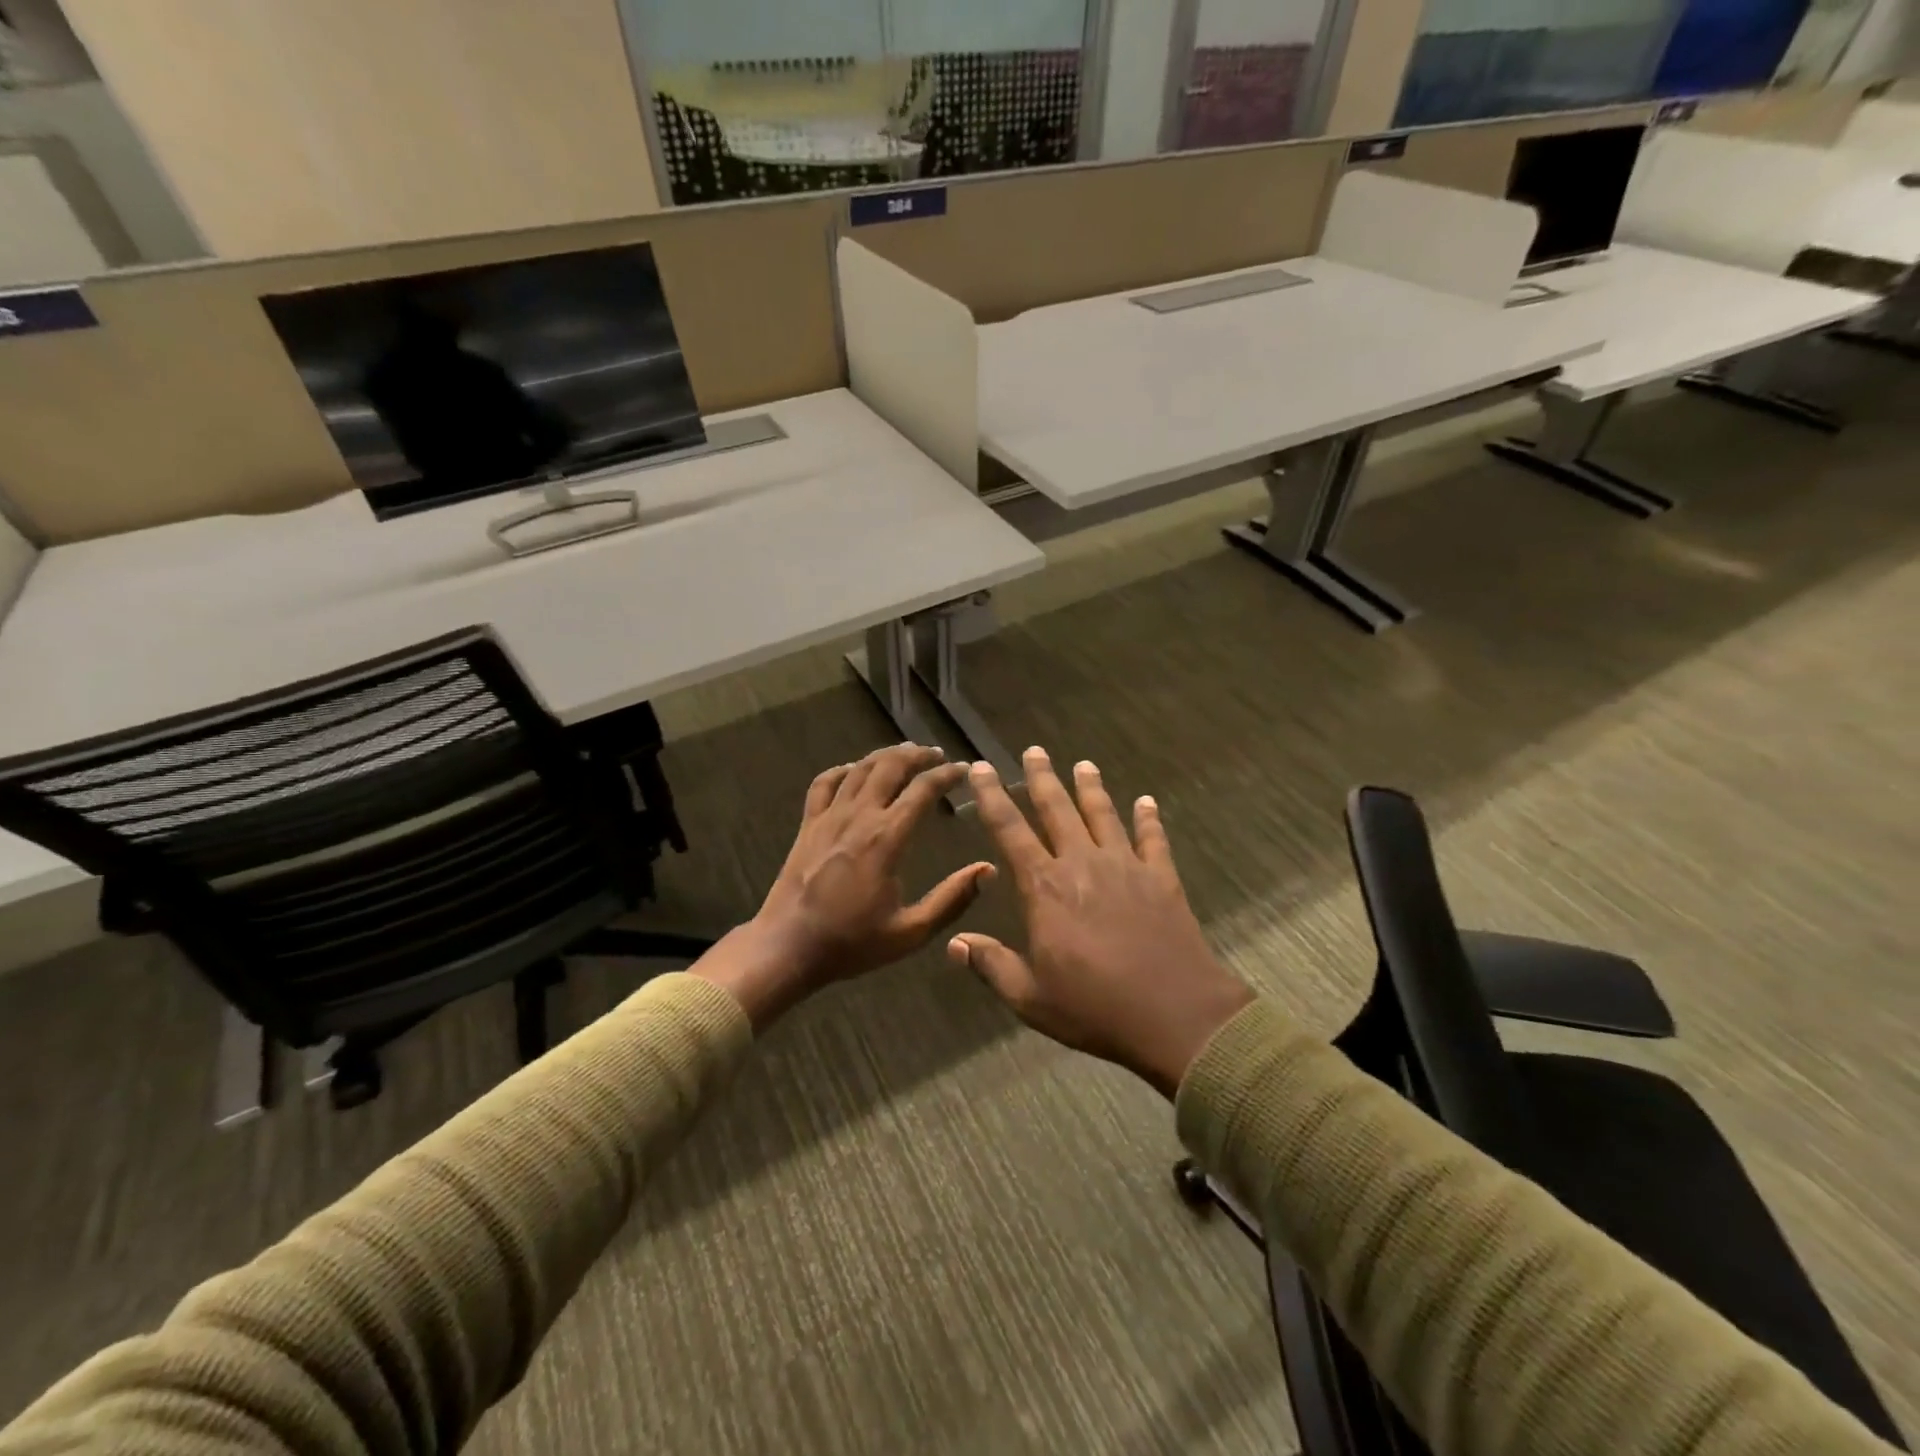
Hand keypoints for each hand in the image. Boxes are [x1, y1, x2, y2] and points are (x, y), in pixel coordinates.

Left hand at [696, 744, 994, 1027]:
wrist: (788, 947)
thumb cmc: (851, 942)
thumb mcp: (911, 932)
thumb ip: (952, 900)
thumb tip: (988, 871)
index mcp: (886, 838)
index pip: (923, 789)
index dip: (947, 774)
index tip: (964, 769)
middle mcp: (858, 817)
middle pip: (890, 766)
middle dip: (917, 755)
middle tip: (937, 755)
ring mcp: (828, 817)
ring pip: (859, 768)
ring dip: (885, 755)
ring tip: (905, 754)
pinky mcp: (808, 824)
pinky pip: (824, 782)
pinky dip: (843, 770)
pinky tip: (854, 770)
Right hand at [950, 747, 1254, 1097]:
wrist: (1175, 1014)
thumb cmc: (1095, 1007)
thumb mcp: (1031, 997)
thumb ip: (991, 965)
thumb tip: (954, 943)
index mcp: (1045, 888)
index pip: (1010, 831)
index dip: (993, 797)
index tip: (982, 769)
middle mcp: (1082, 864)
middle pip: (1057, 809)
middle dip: (1042, 778)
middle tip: (1034, 750)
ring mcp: (1126, 867)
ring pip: (1103, 815)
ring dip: (1091, 788)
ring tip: (1084, 764)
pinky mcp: (1162, 878)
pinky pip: (1153, 839)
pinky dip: (1149, 819)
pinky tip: (1147, 802)